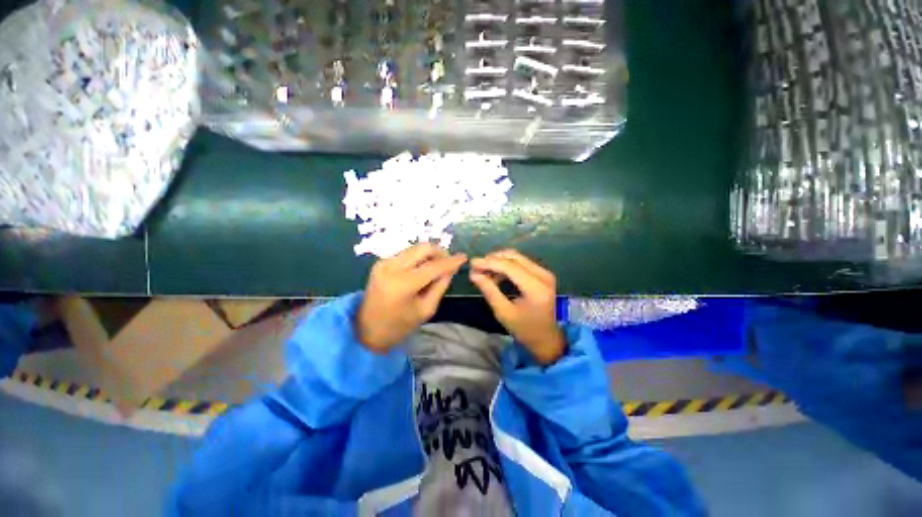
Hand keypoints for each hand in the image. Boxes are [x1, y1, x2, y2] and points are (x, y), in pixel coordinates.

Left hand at [358, 243, 466, 352]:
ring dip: (429, 255)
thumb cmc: (399, 326)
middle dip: (439, 253)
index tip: (464, 257)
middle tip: (448, 263)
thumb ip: (440, 286)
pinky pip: (406, 253)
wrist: (366, 330)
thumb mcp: (425, 309)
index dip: (451, 261)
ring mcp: (384, 262)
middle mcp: (391, 267)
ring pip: (414, 248)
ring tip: (436, 267)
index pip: (433, 266)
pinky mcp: (380, 262)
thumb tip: (450, 269)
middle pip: (423, 248)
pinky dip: (418, 258)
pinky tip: (421, 269)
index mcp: (403, 284)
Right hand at [470, 250, 564, 364]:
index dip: (489, 263)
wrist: (547, 338)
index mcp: (536, 288)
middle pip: (514, 257)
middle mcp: (543, 276)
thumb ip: (489, 291)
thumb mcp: (504, 313)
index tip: (472, 263)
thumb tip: (474, 274)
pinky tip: (495, 274)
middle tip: (477, 266)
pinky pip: (522, 263)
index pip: (510, 267)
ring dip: (499, 261)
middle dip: (493, 259)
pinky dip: (507, 265)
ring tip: (484, 271)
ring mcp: (545, 273)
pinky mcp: (543, 274)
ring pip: (517, 257)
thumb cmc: (525, 329)